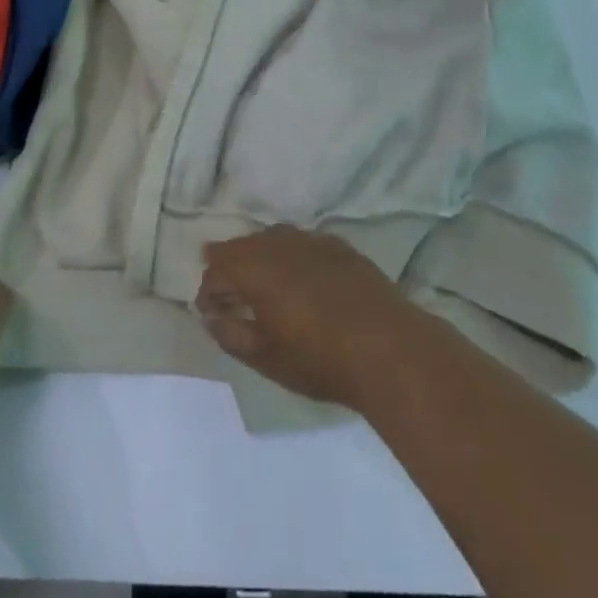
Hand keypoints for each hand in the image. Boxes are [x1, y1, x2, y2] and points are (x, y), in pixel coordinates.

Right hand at [195, 227, 427, 409]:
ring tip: (264, 284)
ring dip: (262, 257)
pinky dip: (293, 256)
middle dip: (232, 266)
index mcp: (256, 267)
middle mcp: (281, 244)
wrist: (389, 348)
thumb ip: (230, 333)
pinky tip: (302, 278)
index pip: (218, 266)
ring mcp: (314, 241)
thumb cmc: (319, 358)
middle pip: (245, 245)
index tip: (210, 312)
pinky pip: (305, 243)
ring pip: (275, 239)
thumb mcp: (265, 357)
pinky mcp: (342, 247)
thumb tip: (211, 316)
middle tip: (232, 294)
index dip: (208, 289)